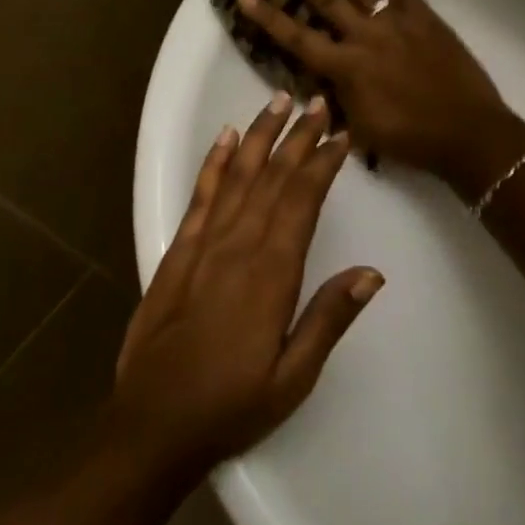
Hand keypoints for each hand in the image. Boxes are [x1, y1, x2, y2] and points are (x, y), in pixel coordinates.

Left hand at [112, 93, 381, 480]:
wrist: (153, 424)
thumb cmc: (231, 405)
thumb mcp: (293, 376)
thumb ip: (329, 318)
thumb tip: (371, 273)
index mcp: (271, 272)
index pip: (302, 200)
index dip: (322, 163)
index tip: (341, 134)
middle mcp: (237, 245)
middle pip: (272, 177)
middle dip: (297, 136)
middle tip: (318, 102)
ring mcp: (203, 244)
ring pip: (237, 175)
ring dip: (259, 136)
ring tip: (277, 101)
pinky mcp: (178, 251)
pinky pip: (200, 195)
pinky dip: (214, 162)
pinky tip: (225, 138)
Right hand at [235, 0, 524, 197]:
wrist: (468, 133)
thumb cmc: (410, 139)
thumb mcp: (360, 130)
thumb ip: (334, 102)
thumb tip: (315, 84)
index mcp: (346, 69)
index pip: (297, 38)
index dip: (268, 16)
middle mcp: (365, 37)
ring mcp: (396, 22)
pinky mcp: (424, 16)